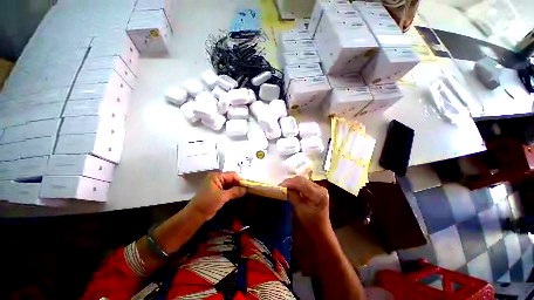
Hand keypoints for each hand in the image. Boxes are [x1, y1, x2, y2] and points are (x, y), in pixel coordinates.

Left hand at [189, 172, 246, 220]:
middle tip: (248, 189)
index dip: (241, 180)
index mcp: (216, 176)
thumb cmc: (207, 203)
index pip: (232, 175)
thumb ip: (235, 191)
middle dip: (240, 184)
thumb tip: (246, 189)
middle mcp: (217, 178)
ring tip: (246, 192)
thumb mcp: (222, 197)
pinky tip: (239, 194)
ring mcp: (217, 185)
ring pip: (231, 184)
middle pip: (232, 179)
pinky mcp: (218, 191)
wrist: (195, 215)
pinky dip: (234, 191)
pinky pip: (228, 189)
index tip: (248, 186)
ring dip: (237, 188)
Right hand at [280, 176, 330, 231]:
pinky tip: (291, 188)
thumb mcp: (299, 209)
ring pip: (302, 180)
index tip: (279, 186)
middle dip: (290, 182)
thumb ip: (292, 196)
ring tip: (284, 187)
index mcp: (318, 194)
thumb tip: (283, 187)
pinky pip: (304, 183)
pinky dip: (296, 185)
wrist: (321, 230)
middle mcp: (320, 188)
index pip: (301, 183)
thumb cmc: (310, 223)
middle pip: (302, 180)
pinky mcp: (316, 189)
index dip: (289, 183)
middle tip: (280, 187)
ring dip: (292, 183)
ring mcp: (319, 187)